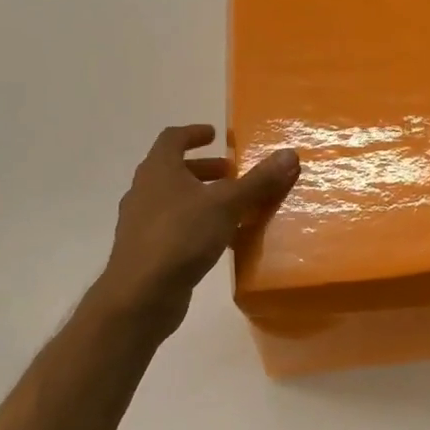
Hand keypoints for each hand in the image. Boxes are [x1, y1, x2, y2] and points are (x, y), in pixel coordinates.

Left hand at [92, 125, 298, 344]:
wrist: (140, 296)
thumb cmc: (181, 236)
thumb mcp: (227, 204)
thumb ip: (258, 181)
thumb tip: (289, 154)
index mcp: (159, 170)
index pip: (172, 138)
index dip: (194, 133)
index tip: (215, 135)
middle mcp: (144, 191)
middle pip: (174, 169)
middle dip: (204, 169)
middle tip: (232, 173)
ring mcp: (141, 223)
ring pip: (174, 200)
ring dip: (201, 197)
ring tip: (232, 207)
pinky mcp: (145, 251)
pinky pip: (174, 227)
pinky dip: (196, 224)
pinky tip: (219, 239)